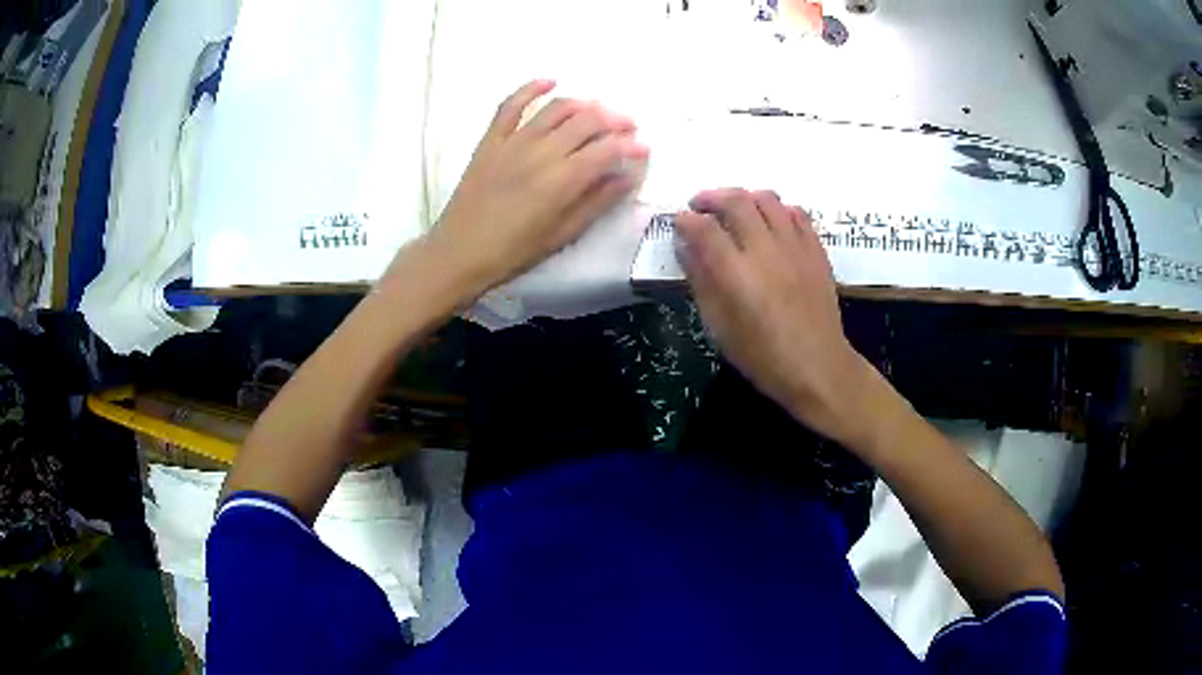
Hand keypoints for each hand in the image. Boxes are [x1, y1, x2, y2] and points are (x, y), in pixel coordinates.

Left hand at [425, 79, 648, 299]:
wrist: (459, 252)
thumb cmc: (514, 251)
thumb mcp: (562, 234)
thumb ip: (597, 202)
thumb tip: (627, 177)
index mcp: (563, 180)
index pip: (607, 150)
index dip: (631, 146)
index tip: (644, 149)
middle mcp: (542, 151)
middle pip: (588, 122)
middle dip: (615, 120)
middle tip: (628, 128)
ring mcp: (514, 141)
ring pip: (557, 109)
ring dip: (584, 104)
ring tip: (599, 111)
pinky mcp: (491, 139)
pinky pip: (511, 105)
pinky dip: (531, 89)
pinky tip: (550, 81)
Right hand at [676, 189, 871, 444]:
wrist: (818, 367)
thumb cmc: (763, 357)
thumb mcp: (719, 328)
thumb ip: (701, 282)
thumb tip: (687, 248)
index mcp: (736, 274)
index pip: (704, 228)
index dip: (686, 220)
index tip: (679, 222)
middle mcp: (765, 250)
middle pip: (735, 201)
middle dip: (711, 197)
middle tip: (700, 205)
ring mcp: (795, 246)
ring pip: (767, 199)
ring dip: (745, 197)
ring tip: (736, 210)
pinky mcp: (816, 250)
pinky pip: (797, 213)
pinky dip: (778, 210)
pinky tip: (771, 223)